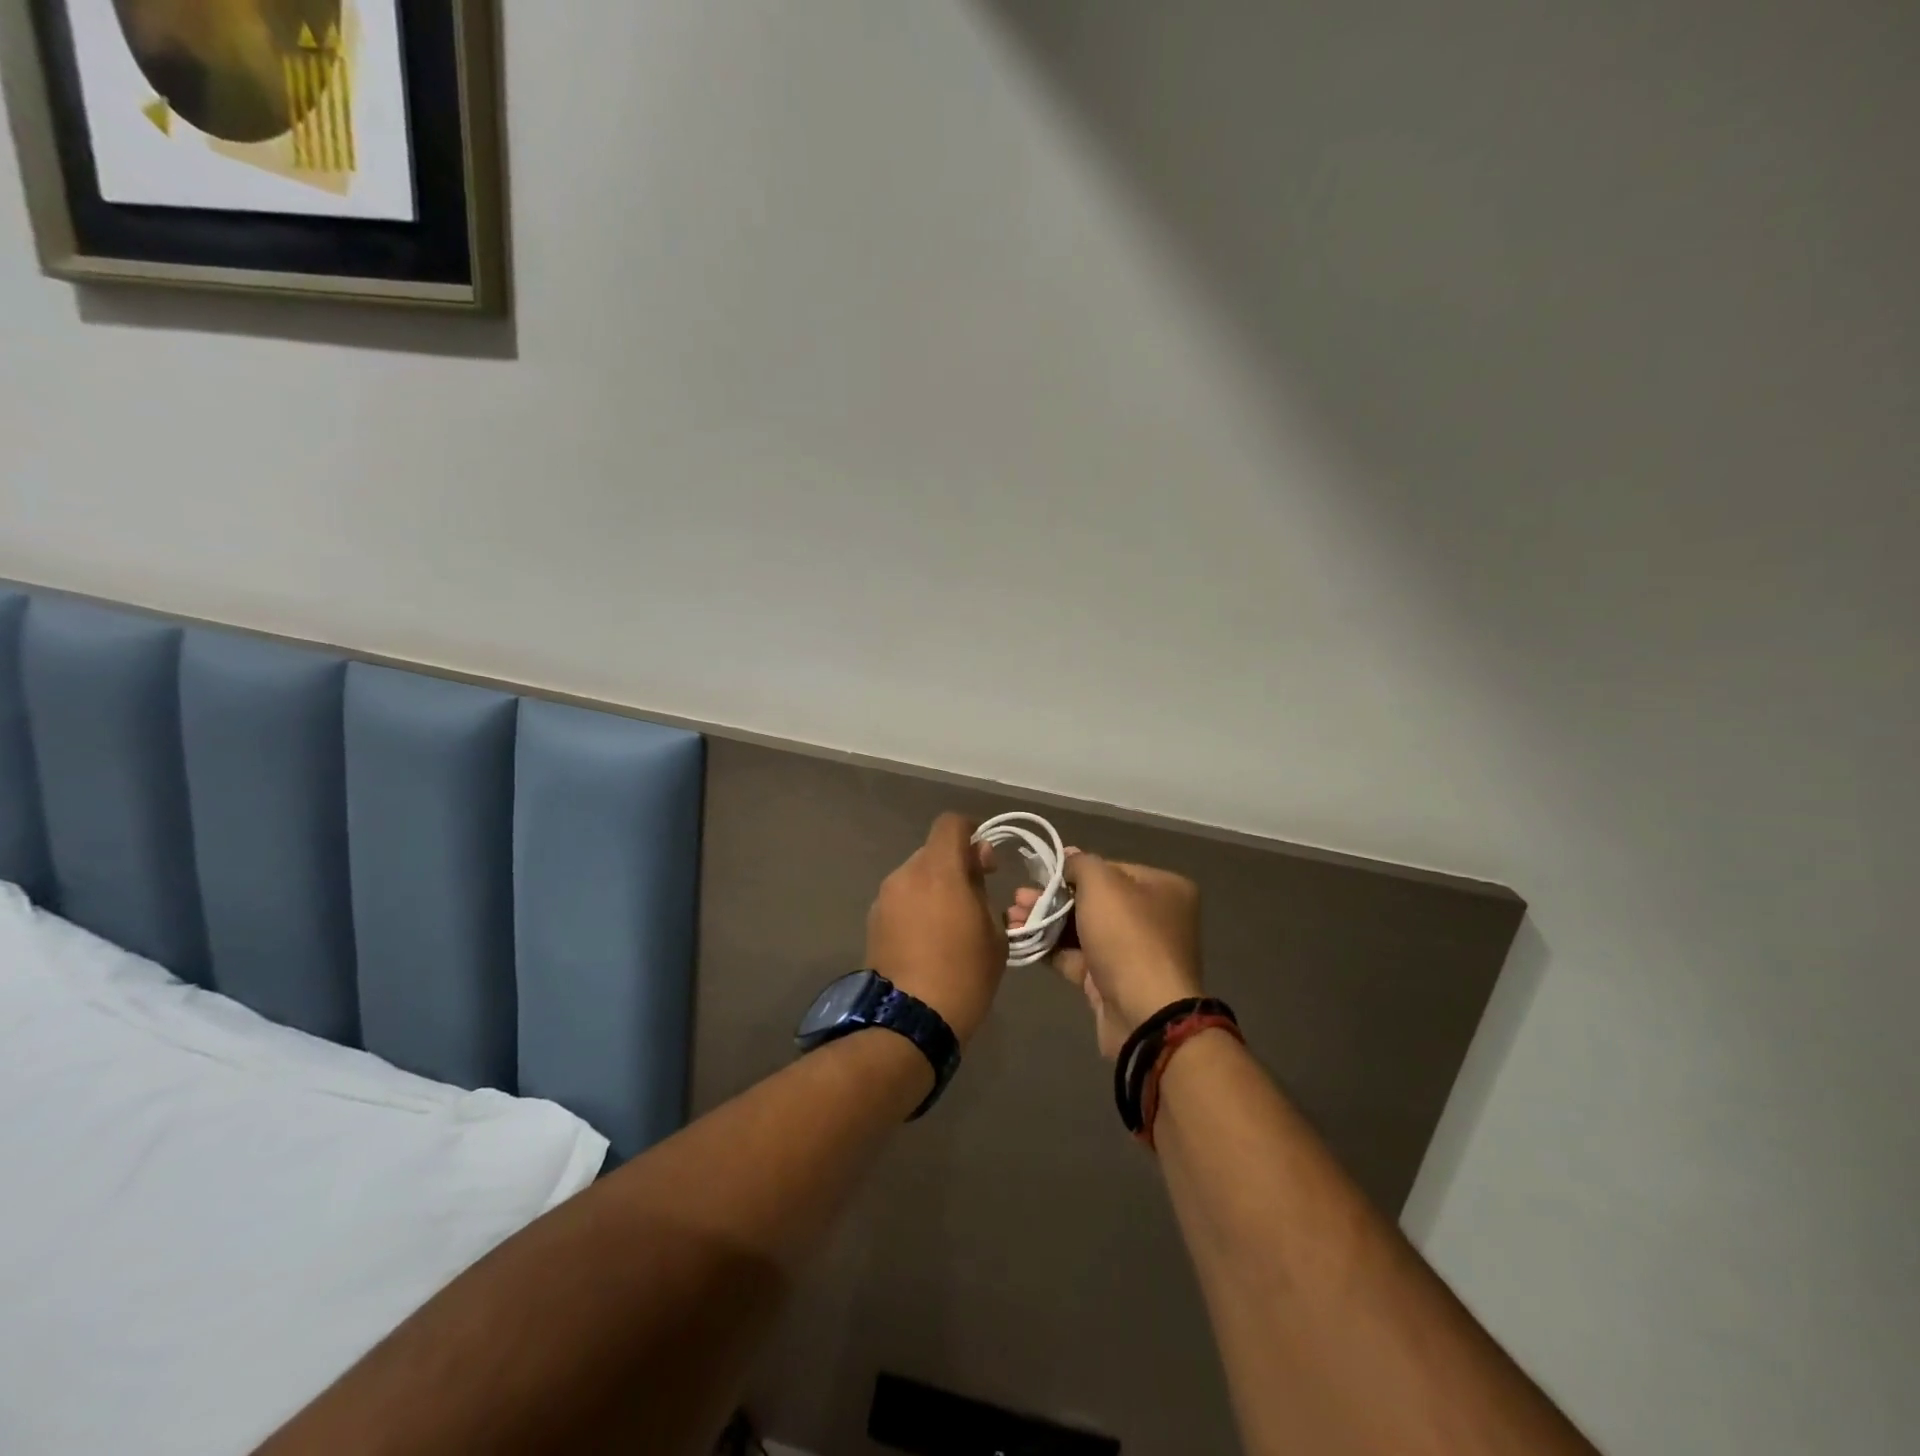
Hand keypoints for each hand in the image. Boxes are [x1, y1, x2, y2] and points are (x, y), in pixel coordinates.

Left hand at [866, 814, 1007, 1047]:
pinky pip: (901, 899)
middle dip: (954, 865)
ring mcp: (884, 898)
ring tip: (950, 925)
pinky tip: (928, 940)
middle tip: (974, 897)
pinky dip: (916, 907)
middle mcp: (906, 874)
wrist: (909, 1021)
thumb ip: (982, 891)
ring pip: (915, 876)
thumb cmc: (964, 974)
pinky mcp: (873, 921)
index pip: (950, 824)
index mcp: (938, 870)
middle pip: (932, 852)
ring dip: (934, 888)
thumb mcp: (993, 933)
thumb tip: (973, 872)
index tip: (986, 862)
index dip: (971, 833)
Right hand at [1009, 851, 1202, 1058]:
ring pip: (1082, 929)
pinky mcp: (1112, 983)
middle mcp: (1153, 918)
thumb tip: (1068, 856)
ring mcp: (1133, 953)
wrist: (1143, 1014)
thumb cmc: (1127, 936)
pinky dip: (1050, 948)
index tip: (1040, 873)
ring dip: (1046, 921)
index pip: (1111, 869)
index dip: (1073, 870)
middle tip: (1018, 897)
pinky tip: (1021, 939)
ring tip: (1010, 917)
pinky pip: (1078, 958)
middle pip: (1094, 900)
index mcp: (1163, 888)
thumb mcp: (1102, 884)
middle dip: (1052, 897)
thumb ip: (1081, 864)